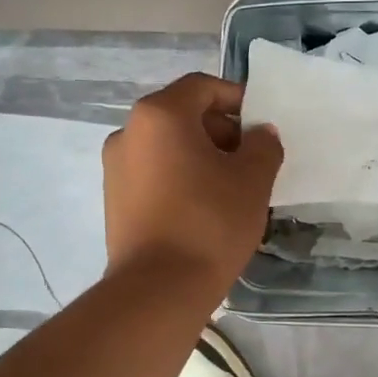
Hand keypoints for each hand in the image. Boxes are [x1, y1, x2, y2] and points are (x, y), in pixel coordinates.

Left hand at [103, 73, 283, 291]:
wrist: (159, 289)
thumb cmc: (210, 222)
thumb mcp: (252, 179)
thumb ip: (263, 145)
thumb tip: (259, 134)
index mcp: (159, 115)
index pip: (203, 87)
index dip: (237, 99)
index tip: (261, 125)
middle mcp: (128, 132)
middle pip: (182, 116)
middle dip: (221, 132)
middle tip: (251, 162)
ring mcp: (115, 168)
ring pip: (167, 148)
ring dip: (201, 158)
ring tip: (231, 190)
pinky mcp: (114, 201)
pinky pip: (154, 175)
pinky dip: (180, 180)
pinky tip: (204, 210)